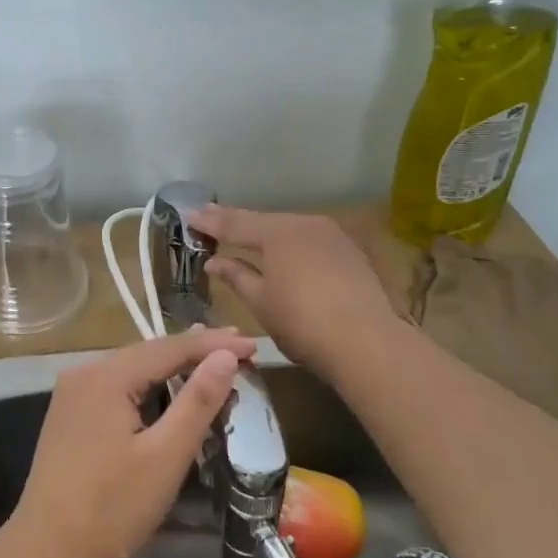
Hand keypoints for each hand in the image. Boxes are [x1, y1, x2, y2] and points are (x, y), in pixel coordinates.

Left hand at [13, 326, 255, 557]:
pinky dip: (148, 386)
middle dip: (195, 351)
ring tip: (210, 359)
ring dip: (172, 367)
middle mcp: (84, 373)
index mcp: (106, 376)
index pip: (170, 348)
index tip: (253, 344)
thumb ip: (198, 401)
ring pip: (132, 370)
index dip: (214, 345)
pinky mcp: (69, 417)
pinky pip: (117, 388)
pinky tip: (166, 389)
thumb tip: (226, 356)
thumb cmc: (112, 508)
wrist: (46, 556)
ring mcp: (72, 395)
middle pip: (149, 353)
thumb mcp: (165, 456)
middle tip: (239, 348)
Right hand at [188, 205, 406, 383]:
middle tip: (213, 220)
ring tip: (247, 236)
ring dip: (266, 233)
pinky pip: (310, 241)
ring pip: (289, 229)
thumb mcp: (260, 302)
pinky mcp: (350, 252)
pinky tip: (286, 254)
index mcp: (276, 233)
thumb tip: (214, 261)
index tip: (190, 216)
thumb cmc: (302, 323)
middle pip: (263, 221)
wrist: (368, 341)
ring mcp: (331, 235)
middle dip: (238, 223)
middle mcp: (304, 224)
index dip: (210, 222)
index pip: (234, 223)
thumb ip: (235, 276)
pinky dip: (291, 245)